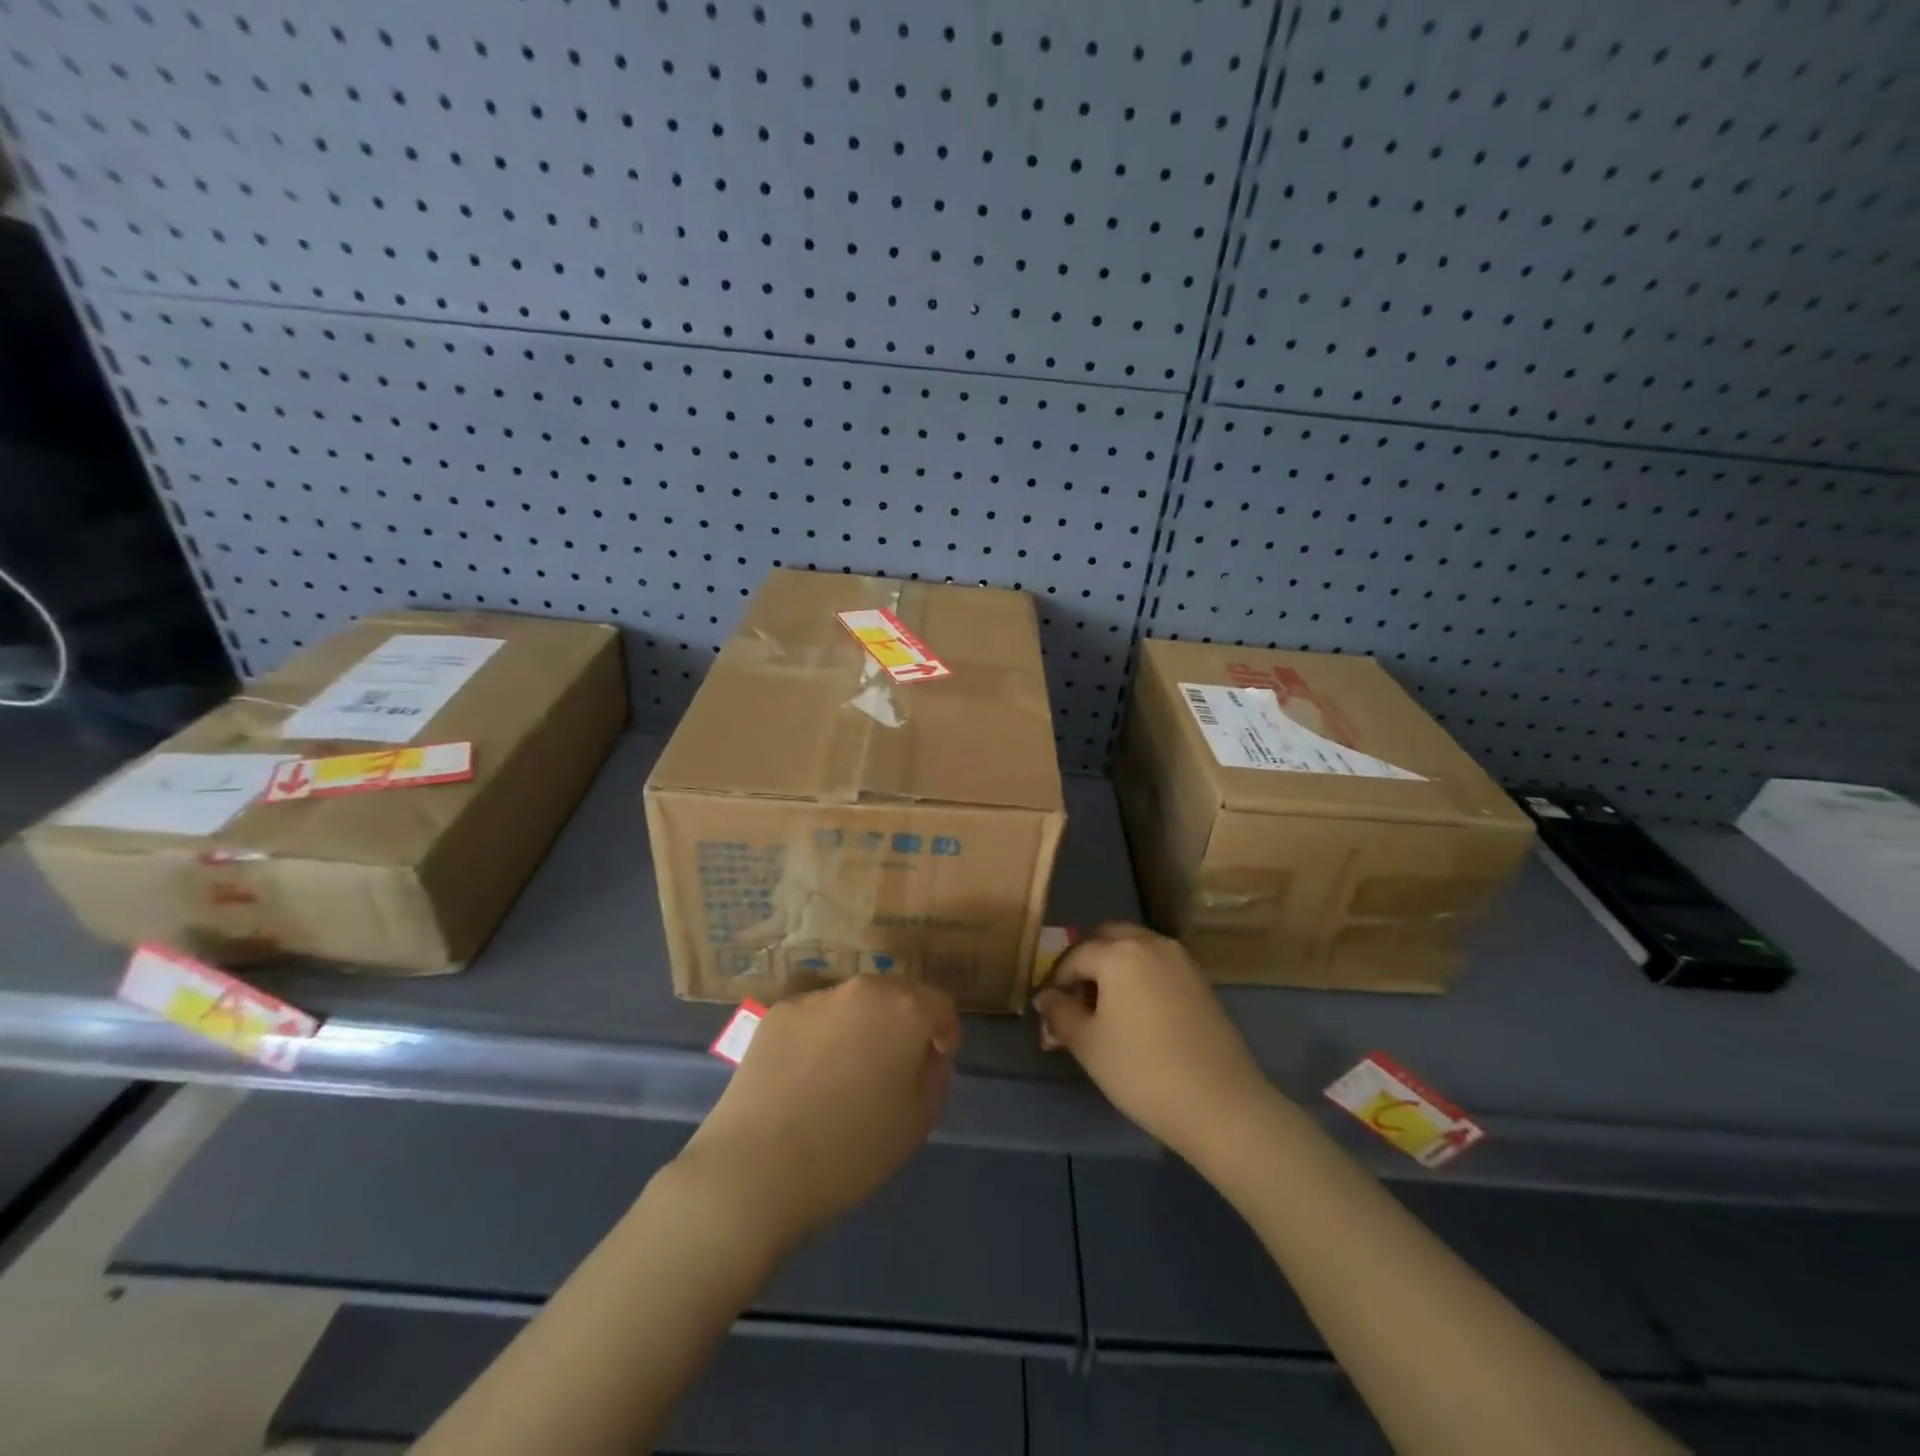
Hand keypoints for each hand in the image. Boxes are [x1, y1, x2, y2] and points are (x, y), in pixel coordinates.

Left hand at [678, 976, 959, 1250]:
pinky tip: (806, 1078)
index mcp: (904, 1009)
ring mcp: (815, 998)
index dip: (944, 1033)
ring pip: (852, 1005)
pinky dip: (820, 1037)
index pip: (939, 1004)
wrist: (757, 1169)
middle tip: (894, 1066)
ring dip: (860, 1027)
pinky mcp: (777, 1014)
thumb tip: (926, 1055)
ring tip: (844, 1074)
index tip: (935, 1063)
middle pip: (896, 994)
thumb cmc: (852, 1151)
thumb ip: (934, 1076)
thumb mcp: (919, 1122)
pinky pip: (814, 1018)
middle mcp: (861, 990)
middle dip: (903, 1023)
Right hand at [1033, 922, 1275, 1161]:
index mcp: (1119, 952)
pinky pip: (1158, 964)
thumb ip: (1060, 1014)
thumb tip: (1046, 998)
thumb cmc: (1143, 1072)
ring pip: (1135, 948)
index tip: (1049, 1015)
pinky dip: (1139, 976)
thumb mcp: (1088, 1045)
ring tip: (1103, 1009)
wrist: (1221, 1105)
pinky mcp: (1201, 981)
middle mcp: (1151, 943)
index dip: (1056, 983)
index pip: (1074, 956)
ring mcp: (1181, 960)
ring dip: (1113, 966)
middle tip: (1074, 1000)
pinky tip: (1136, 1014)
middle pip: (1107, 937)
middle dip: (1085, 962)